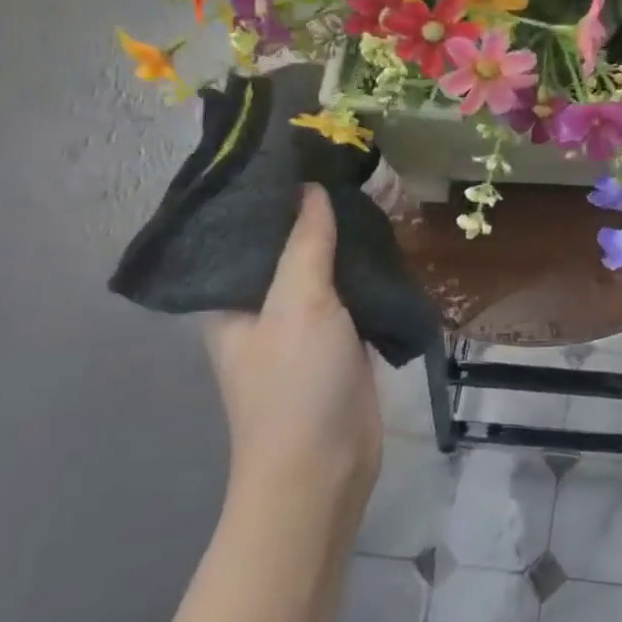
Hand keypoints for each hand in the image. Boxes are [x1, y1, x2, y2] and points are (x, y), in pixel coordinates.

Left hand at [204, 186, 381, 524]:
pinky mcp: (340, 338)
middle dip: (315, 209)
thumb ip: (305, 244)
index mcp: (232, 298)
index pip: (246, 231)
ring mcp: (303, 323)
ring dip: (346, 237)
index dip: (269, 194)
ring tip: (373, 189)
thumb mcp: (297, 305)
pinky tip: (389, 237)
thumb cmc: (295, 385)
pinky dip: (367, 266)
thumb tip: (310, 189)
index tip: (299, 153)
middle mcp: (262, 305)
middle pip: (288, 245)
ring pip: (325, 266)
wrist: (323, 468)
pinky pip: (352, 290)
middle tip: (347, 164)